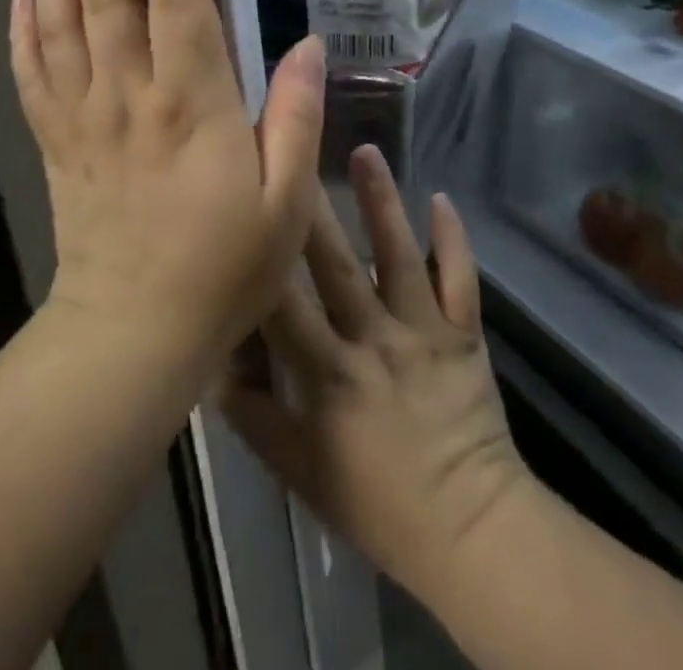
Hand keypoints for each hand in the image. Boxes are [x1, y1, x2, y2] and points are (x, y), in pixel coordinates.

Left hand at [10, 0, 324, 371]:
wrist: (133, 334)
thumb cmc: (223, 267)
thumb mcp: (286, 200)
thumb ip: (297, 115)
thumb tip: (310, 44)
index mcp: (191, 100)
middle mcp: (129, 92)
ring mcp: (83, 115)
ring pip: (61, 20)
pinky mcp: (57, 141)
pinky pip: (32, 72)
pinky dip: (24, 27)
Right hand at [222, 147, 529, 603]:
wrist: (470, 531)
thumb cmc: (377, 504)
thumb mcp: (299, 471)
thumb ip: (254, 417)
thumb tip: (212, 364)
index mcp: (328, 374)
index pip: (283, 303)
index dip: (262, 254)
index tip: (245, 204)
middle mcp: (373, 340)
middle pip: (336, 264)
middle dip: (313, 208)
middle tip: (296, 151)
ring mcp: (423, 331)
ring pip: (398, 256)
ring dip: (382, 203)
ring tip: (367, 152)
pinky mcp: (464, 333)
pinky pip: (459, 279)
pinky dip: (452, 239)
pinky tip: (442, 198)